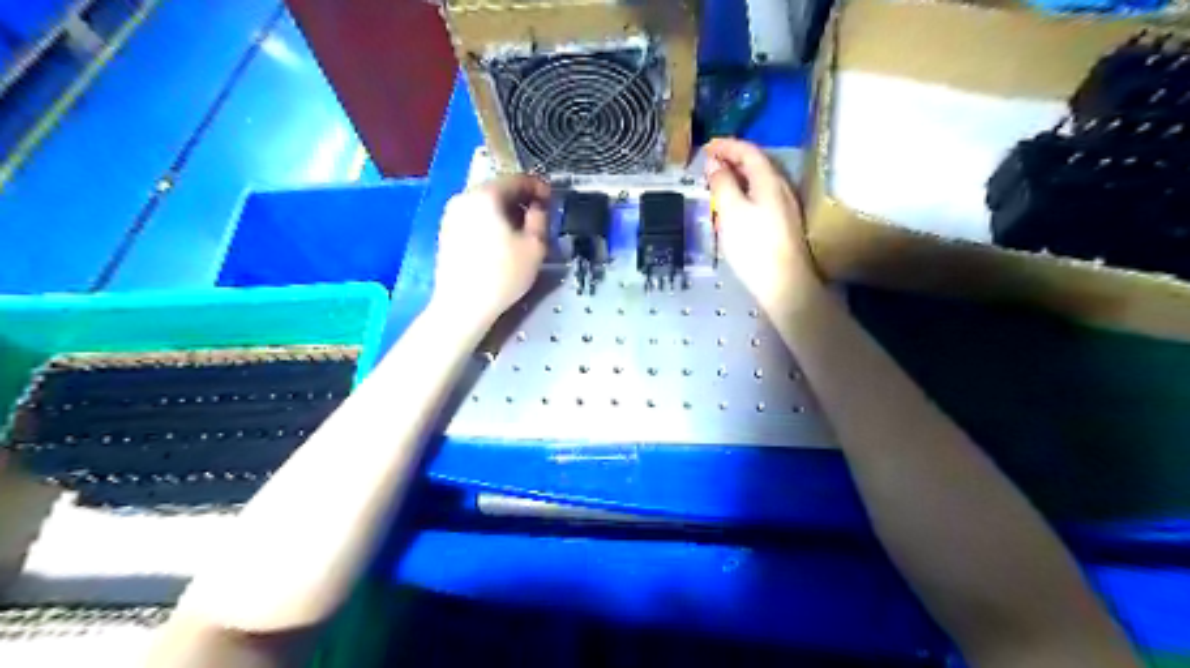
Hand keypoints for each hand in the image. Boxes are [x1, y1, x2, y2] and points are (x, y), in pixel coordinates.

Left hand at [434, 176, 552, 321]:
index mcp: (485, 195)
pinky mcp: (446, 232)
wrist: (462, 306)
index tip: (551, 198)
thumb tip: (538, 206)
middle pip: (498, 189)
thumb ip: (540, 218)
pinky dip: (490, 222)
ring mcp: (451, 214)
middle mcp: (464, 197)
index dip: (538, 186)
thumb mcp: (535, 246)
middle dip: (521, 199)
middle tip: (539, 215)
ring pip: (485, 204)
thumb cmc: (503, 275)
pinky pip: (474, 217)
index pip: (517, 179)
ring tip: (522, 230)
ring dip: (505, 211)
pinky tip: (501, 241)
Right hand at [698, 138, 825, 314]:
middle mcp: (781, 188)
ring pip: (759, 182)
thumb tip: (714, 164)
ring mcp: (784, 207)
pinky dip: (744, 193)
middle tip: (709, 165)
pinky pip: (761, 197)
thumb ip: (722, 184)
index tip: (706, 147)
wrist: (784, 284)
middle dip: (732, 160)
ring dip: (738, 178)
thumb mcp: (731, 211)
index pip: (749, 152)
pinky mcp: (783, 224)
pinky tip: (733, 207)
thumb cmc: (754, 246)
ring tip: (717, 184)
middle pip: (757, 165)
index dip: (727, 146)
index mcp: (769, 180)